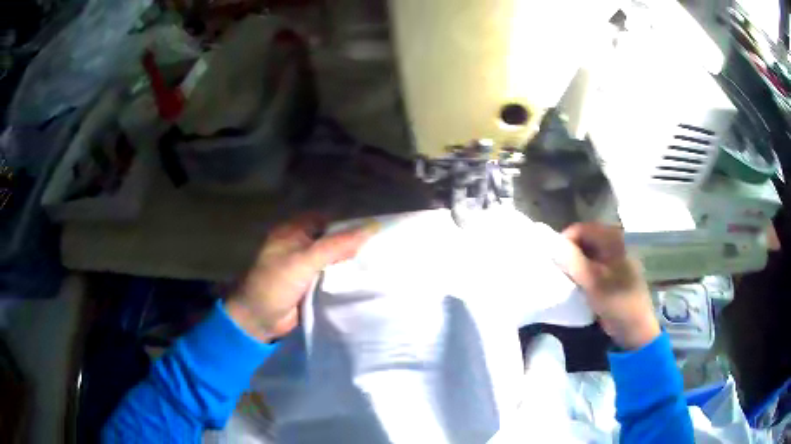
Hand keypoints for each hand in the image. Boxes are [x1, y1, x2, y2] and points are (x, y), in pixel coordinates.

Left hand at [225, 214, 375, 342]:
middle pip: (331, 240)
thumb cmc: (276, 284)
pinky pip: (331, 277)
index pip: (327, 220)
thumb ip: (336, 245)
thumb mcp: (304, 261)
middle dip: (352, 244)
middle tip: (381, 248)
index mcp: (293, 231)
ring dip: (349, 263)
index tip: (373, 231)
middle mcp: (299, 244)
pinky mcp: (310, 285)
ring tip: (380, 263)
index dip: (348, 223)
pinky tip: (365, 280)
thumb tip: (371, 228)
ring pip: (333, 259)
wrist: (259, 320)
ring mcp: (305, 266)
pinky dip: (344, 278)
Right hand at [554, 223, 659, 349]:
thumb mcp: (593, 281)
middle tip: (557, 268)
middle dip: (569, 251)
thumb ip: (572, 260)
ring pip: (588, 253)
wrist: (635, 327)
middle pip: (585, 239)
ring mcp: (614, 260)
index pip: (583, 228)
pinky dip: (582, 271)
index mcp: (613, 240)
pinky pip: (593, 265)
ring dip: (574, 263)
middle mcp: (615, 244)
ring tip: (564, 277)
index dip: (565, 239)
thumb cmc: (617, 302)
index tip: (552, 257)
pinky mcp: (612, 274)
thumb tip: (552, 244)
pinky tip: (576, 284)